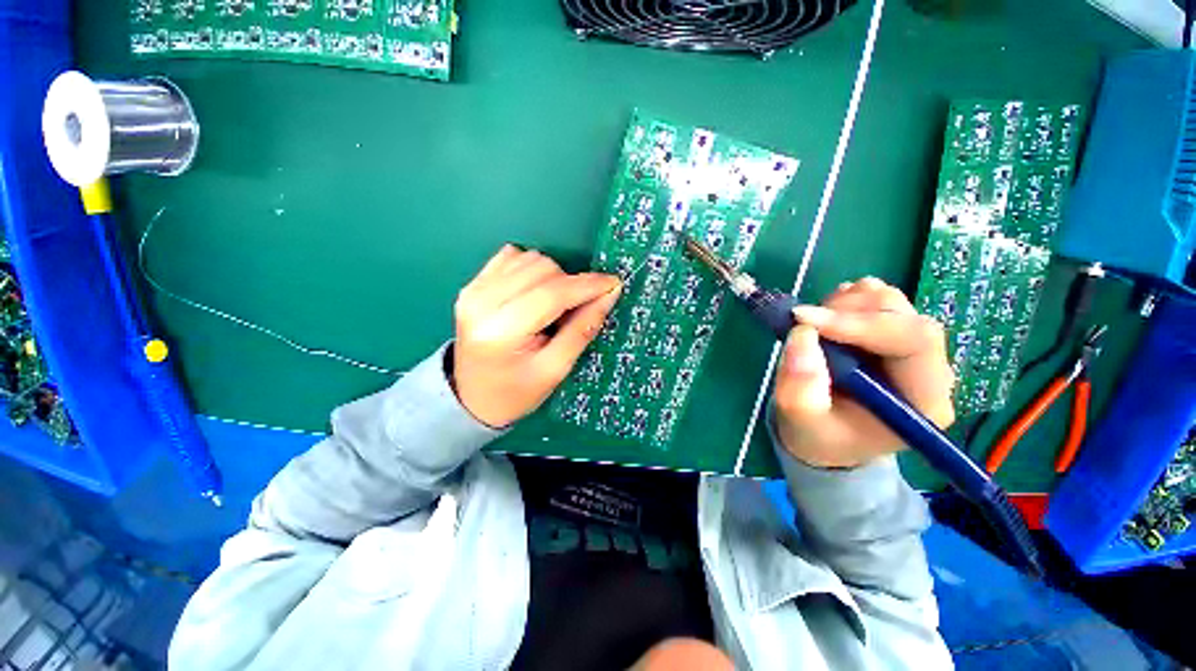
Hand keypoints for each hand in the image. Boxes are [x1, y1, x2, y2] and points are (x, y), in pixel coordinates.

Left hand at [451, 245, 621, 427]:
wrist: (472, 397)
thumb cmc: (516, 393)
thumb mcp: (555, 369)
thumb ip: (582, 329)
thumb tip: (609, 294)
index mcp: (501, 331)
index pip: (552, 294)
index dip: (587, 286)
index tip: (613, 284)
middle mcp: (482, 302)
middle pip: (542, 269)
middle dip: (569, 284)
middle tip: (574, 310)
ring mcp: (474, 290)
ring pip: (530, 258)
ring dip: (552, 276)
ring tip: (552, 306)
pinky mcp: (473, 284)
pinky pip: (512, 257)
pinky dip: (532, 269)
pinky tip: (533, 292)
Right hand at [772, 277, 954, 468]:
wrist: (827, 437)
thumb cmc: (820, 436)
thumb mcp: (802, 421)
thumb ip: (800, 387)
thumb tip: (802, 333)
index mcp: (922, 399)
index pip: (914, 340)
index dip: (860, 323)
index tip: (805, 321)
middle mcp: (928, 368)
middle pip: (902, 314)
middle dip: (846, 310)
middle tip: (803, 322)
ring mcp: (911, 347)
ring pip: (887, 300)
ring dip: (843, 304)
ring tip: (812, 326)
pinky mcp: (891, 333)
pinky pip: (874, 299)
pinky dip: (844, 301)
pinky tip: (825, 322)